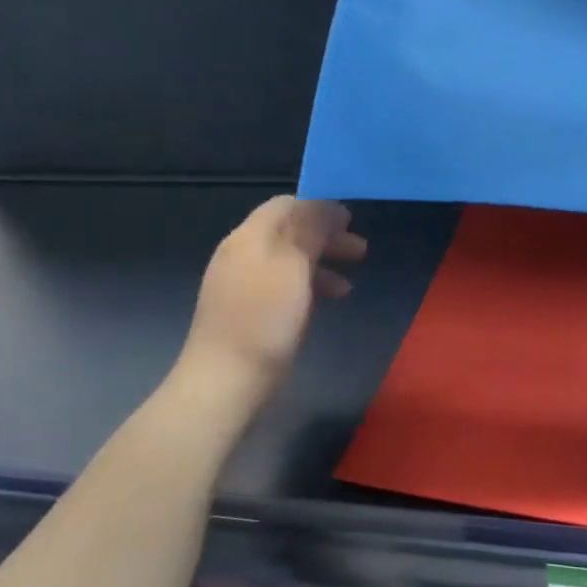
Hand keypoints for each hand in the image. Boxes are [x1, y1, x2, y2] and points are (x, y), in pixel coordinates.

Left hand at [179, 197, 366, 401]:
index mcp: (250, 237)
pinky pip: (281, 287)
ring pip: (287, 262)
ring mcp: (240, 285)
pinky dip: (307, 288)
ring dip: (321, 265)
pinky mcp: (245, 312)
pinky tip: (324, 306)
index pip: (286, 205)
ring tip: (349, 285)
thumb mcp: (293, 267)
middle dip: (326, 237)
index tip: (351, 221)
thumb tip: (325, 205)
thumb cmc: (265, 320)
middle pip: (288, 232)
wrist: (225, 381)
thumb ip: (309, 231)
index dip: (320, 208)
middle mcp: (241, 254)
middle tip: (360, 251)